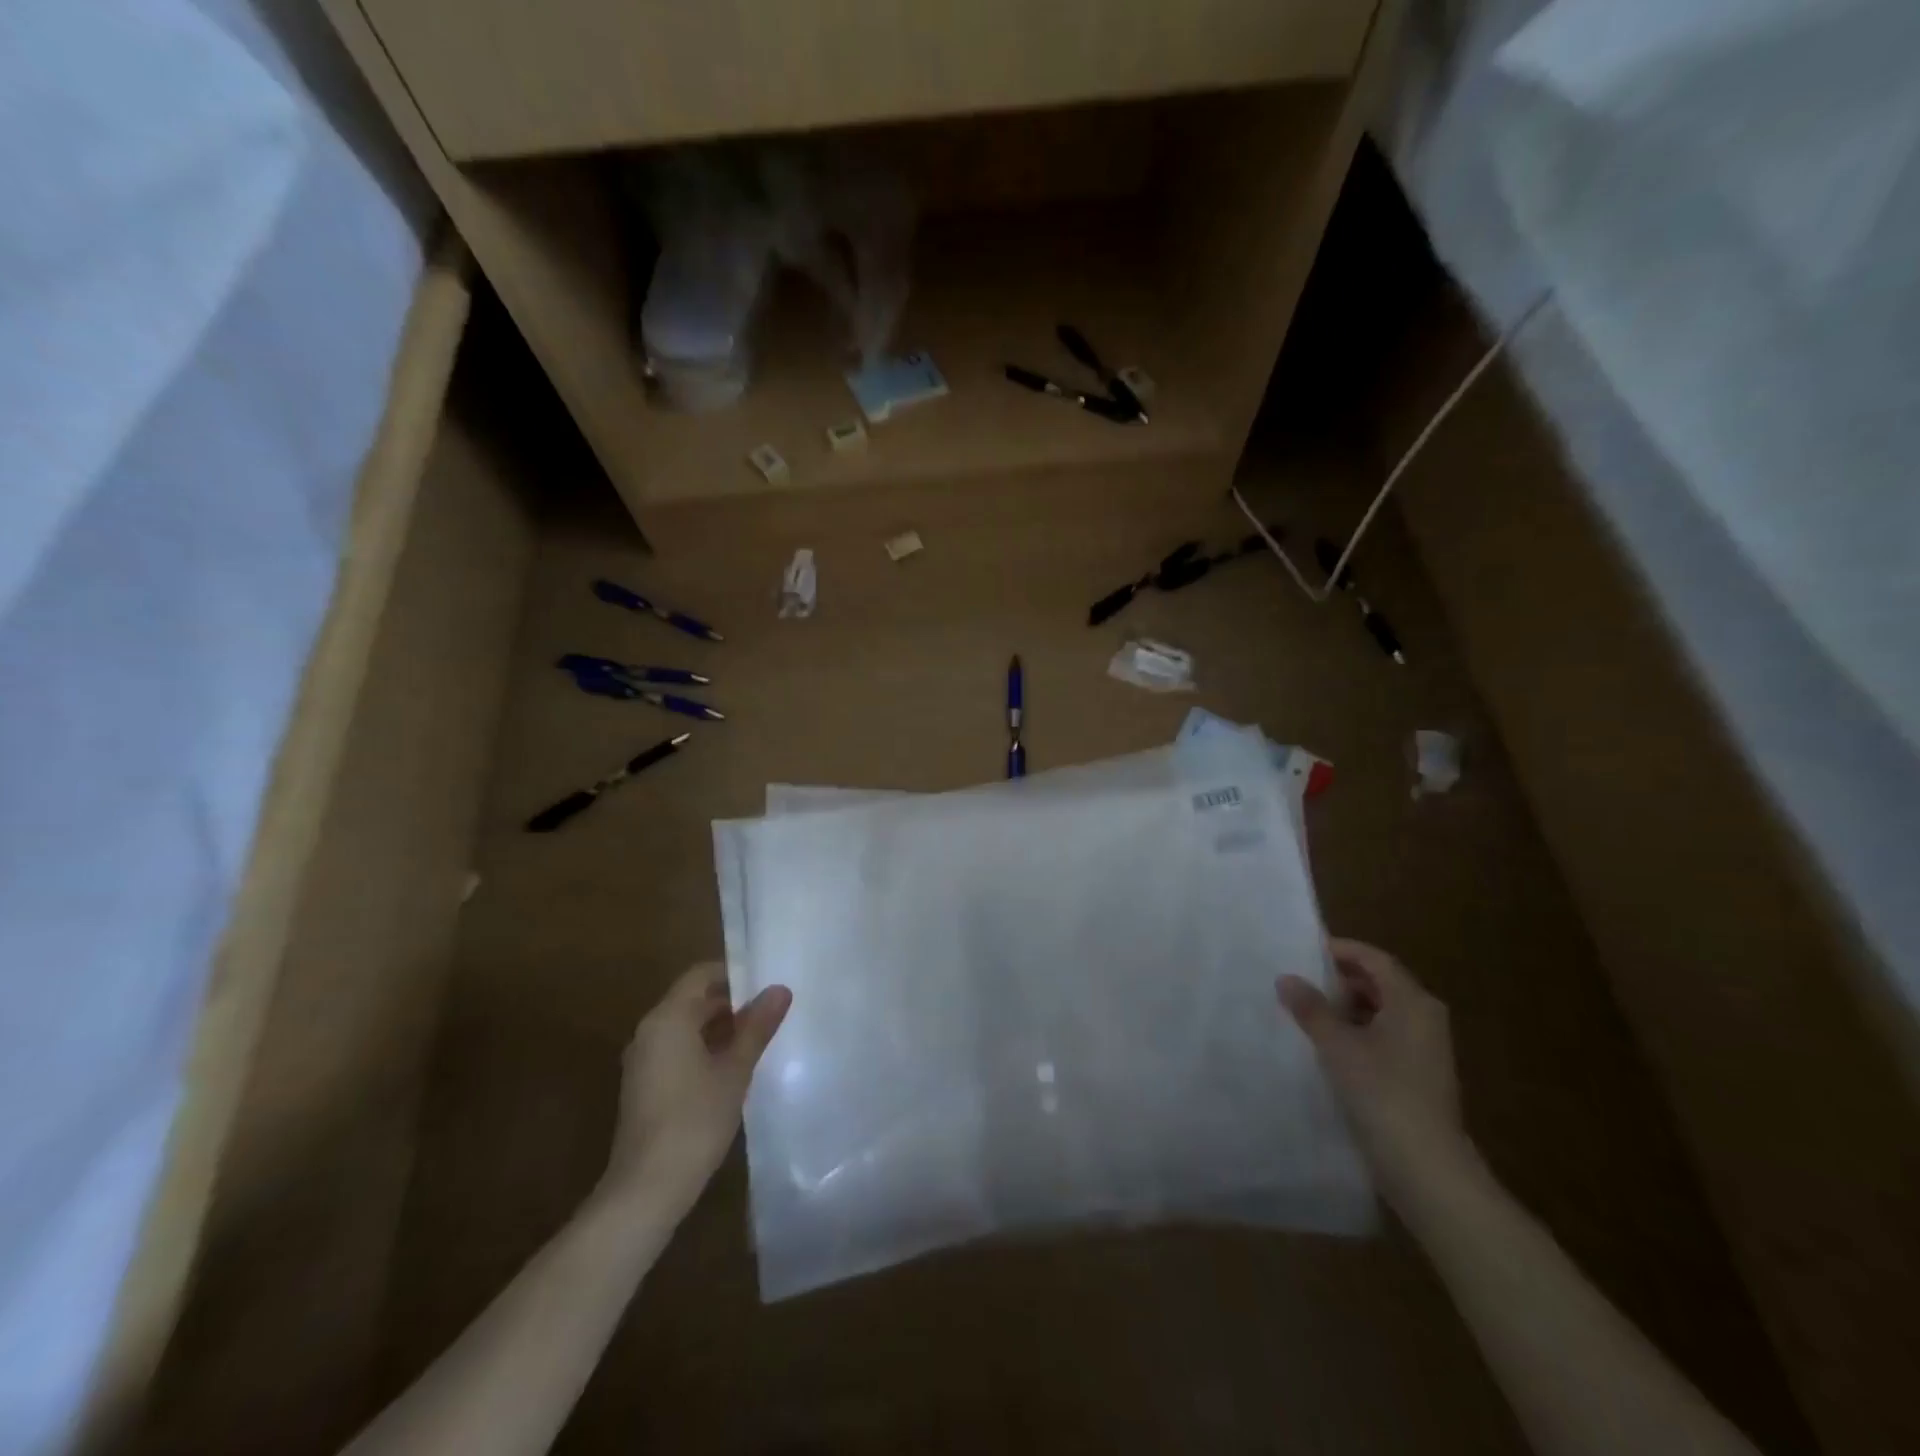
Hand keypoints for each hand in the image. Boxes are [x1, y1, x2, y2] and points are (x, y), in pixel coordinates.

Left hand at [602, 963, 791, 1206]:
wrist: (646, 1189)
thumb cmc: (695, 1120)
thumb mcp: (735, 1070)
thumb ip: (756, 1027)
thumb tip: (780, 989)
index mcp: (668, 1018)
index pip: (701, 975)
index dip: (734, 974)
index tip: (766, 983)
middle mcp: (650, 1031)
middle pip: (692, 1000)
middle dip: (731, 1003)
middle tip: (771, 1012)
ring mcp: (644, 1060)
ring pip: (685, 1027)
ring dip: (720, 1028)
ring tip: (759, 1039)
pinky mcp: (644, 1086)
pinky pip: (677, 1050)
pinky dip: (704, 1049)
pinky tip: (733, 1069)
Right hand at [1278, 938, 1468, 1202]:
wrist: (1426, 1167)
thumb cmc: (1382, 1092)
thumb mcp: (1337, 1045)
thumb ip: (1310, 1008)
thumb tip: (1286, 978)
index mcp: (1412, 1002)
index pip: (1375, 959)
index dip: (1340, 950)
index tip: (1304, 949)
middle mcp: (1425, 1018)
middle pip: (1380, 983)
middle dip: (1340, 978)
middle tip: (1299, 978)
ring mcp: (1425, 1048)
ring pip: (1381, 1011)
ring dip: (1346, 1007)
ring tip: (1306, 1010)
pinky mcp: (1419, 1075)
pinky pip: (1384, 1036)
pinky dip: (1356, 1031)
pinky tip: (1327, 1044)